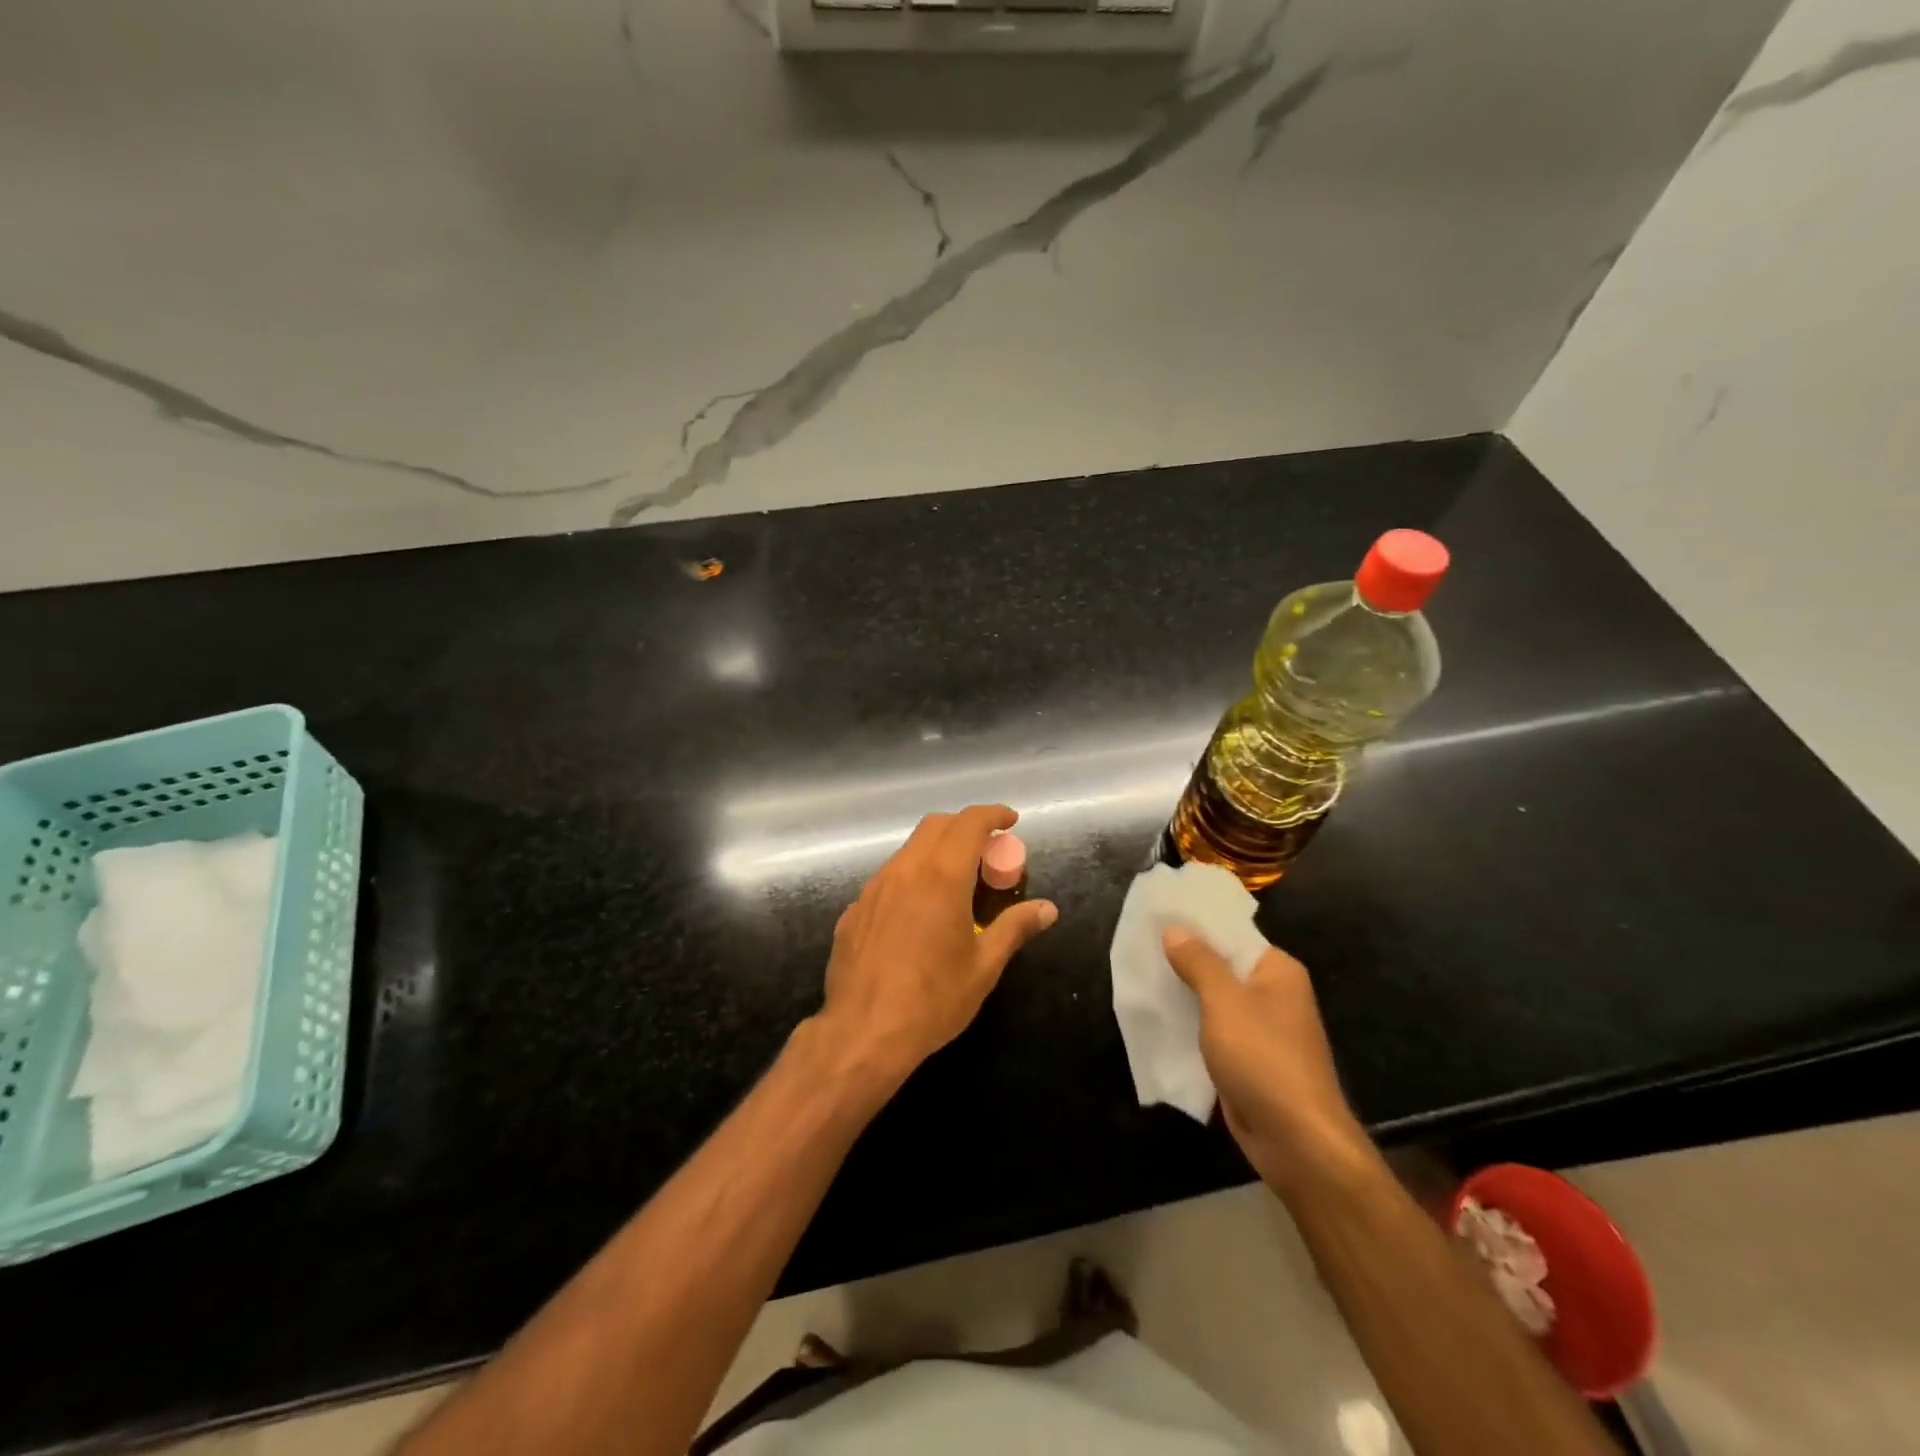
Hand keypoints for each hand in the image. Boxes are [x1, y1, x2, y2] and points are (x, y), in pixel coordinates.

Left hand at [816, 805, 1057, 1093]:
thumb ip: (1015, 928)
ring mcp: (873, 888)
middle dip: (964, 826)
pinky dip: (911, 878)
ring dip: (936, 851)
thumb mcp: (984, 967)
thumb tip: (1048, 909)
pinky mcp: (854, 909)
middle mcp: (904, 871)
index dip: (992, 814)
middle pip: (935, 826)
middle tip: (987, 850)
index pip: (969, 823)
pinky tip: (918, 914)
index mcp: (941, 877)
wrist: (863, 1033)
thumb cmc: (933, 1000)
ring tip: (955, 881)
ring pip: (908, 850)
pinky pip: (887, 879)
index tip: (1010, 820)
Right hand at [1162, 927, 1369, 1194]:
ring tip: (1141, 975)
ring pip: (1215, 1000)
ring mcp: (1262, 1029)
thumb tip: (1175, 929)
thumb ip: (1199, 962)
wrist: (1296, 1141)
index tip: (1157, 915)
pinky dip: (1190, 1023)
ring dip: (1184, 992)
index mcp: (1277, 970)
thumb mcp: (1224, 1002)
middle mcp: (1274, 994)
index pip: (1232, 933)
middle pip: (1222, 965)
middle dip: (1184, 958)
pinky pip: (1214, 1030)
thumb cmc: (1263, 1058)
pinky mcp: (1249, 1059)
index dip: (1195, 923)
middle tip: (1139, 944)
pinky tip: (1158, 1017)